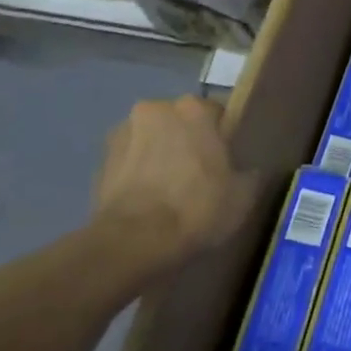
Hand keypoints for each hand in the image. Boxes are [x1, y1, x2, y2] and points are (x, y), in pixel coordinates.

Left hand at [86, 97, 256, 282]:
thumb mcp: (243, 195)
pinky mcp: (99, 161)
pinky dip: (138, 173)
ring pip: (152, 139)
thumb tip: (250, 170)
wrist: (133, 242)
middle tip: (198, 175)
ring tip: (169, 191)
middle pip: (179, 123)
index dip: (223, 138)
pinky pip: (130, 161)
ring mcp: (122, 133)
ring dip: (160, 155)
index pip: (216, 114)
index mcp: (193, 108)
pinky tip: (148, 201)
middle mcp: (155, 109)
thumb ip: (250, 173)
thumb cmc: (196, 208)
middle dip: (187, 141)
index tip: (226, 162)